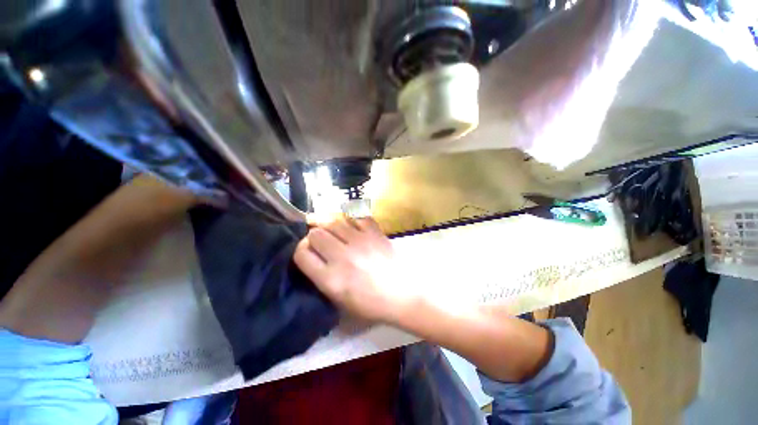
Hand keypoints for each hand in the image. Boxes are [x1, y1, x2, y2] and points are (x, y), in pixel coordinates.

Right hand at [294, 217, 415, 323]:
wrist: (404, 294)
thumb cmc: (372, 305)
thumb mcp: (340, 302)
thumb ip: (322, 279)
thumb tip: (314, 256)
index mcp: (331, 279)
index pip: (302, 254)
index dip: (301, 250)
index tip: (308, 251)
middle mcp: (342, 257)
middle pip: (315, 234)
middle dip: (313, 236)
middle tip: (322, 241)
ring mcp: (360, 241)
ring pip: (333, 221)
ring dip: (329, 225)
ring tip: (333, 230)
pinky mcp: (375, 232)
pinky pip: (356, 216)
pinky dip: (351, 219)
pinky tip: (352, 225)